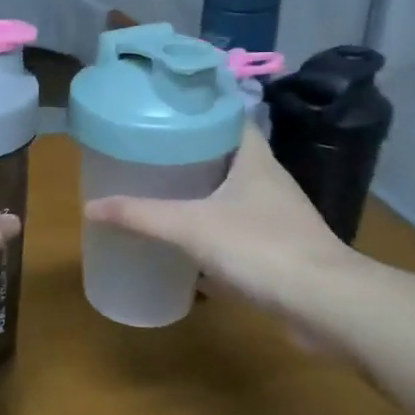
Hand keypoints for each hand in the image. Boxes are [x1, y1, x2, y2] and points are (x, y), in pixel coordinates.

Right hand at [83, 129, 358, 327]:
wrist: (325, 304)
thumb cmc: (260, 247)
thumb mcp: (191, 227)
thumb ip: (140, 216)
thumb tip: (89, 207)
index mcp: (254, 158)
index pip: (228, 117)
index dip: (199, 109)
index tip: (164, 109)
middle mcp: (268, 180)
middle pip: (226, 154)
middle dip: (191, 152)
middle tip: (149, 150)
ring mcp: (276, 216)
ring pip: (232, 192)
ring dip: (202, 191)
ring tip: (161, 189)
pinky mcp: (278, 248)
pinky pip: (236, 227)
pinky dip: (212, 228)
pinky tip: (186, 239)